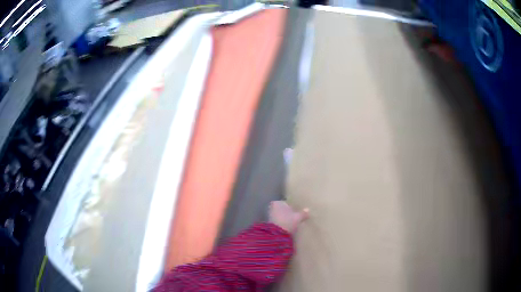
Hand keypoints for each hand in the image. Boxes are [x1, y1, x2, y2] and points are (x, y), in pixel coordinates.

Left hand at [269, 201, 308, 233]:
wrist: (277, 235)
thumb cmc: (287, 221)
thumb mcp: (298, 217)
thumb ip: (303, 213)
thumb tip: (307, 210)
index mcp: (277, 203)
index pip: (287, 203)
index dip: (293, 208)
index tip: (298, 213)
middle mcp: (272, 208)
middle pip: (283, 210)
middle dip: (288, 214)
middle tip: (296, 218)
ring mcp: (270, 217)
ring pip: (280, 216)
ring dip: (285, 219)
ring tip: (293, 224)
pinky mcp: (269, 225)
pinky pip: (278, 222)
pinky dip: (282, 224)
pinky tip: (287, 228)